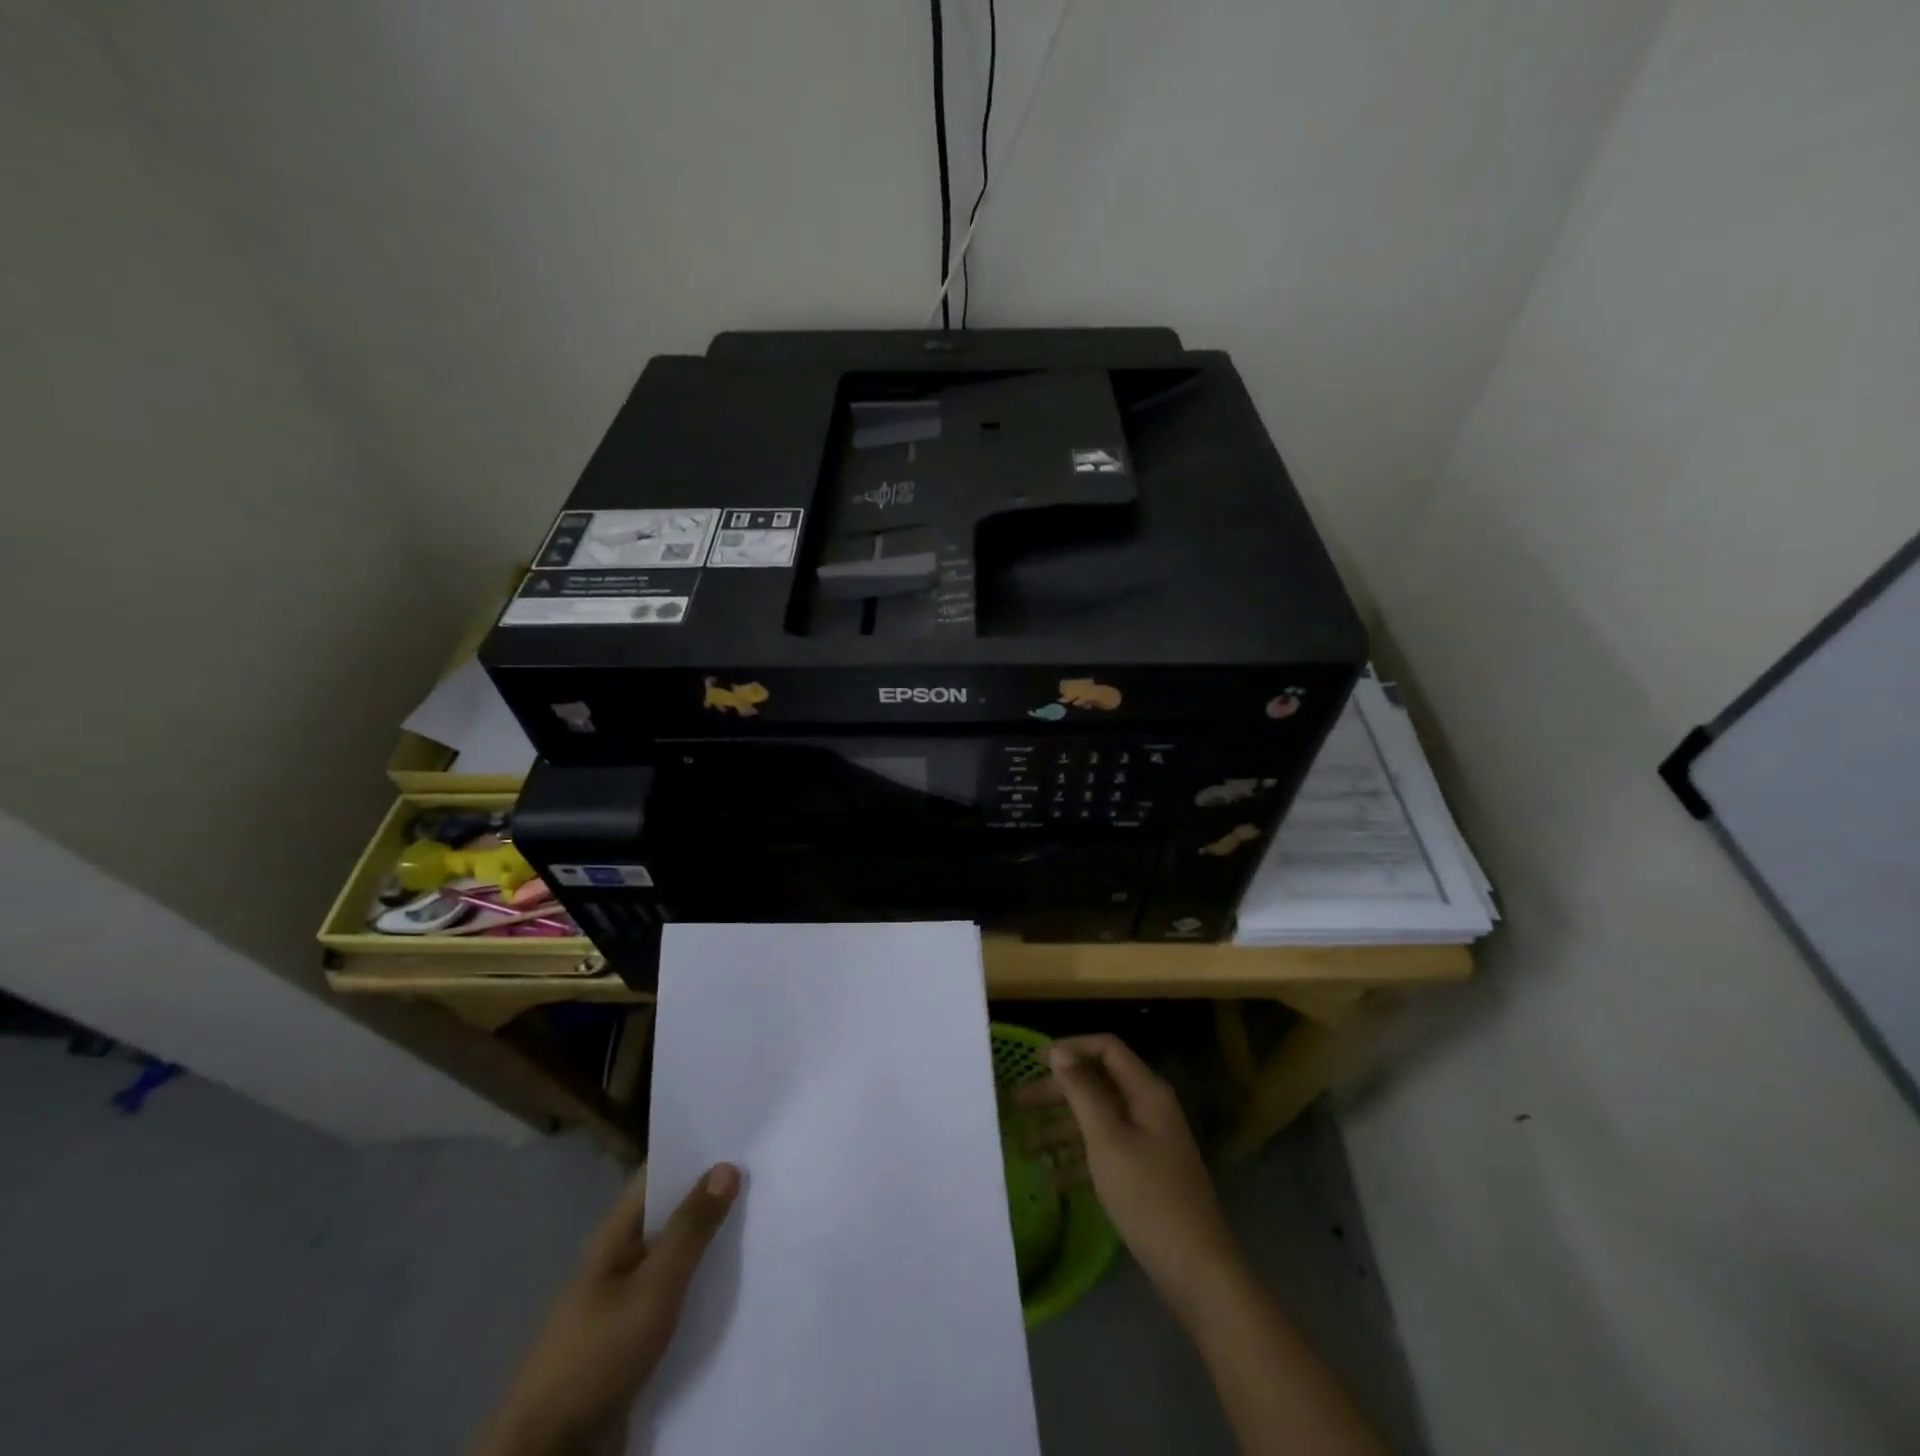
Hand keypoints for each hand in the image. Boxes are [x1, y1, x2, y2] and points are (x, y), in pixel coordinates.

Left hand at [473, 1163, 741, 1455]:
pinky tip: (742, 1281)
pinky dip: (706, 1283)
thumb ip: (690, 1230)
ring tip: (768, 1218)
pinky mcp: (638, 1336)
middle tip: (769, 1172)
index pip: (659, 1173)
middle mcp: (622, 1258)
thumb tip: (726, 1166)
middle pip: (672, 1212)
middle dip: (714, 1194)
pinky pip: (679, 1296)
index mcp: (616, 1234)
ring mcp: (628, 1298)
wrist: (553, 1451)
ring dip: (714, 1241)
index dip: (696, 1150)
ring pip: (679, 1256)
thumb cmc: (598, 1352)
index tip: (743, 1132)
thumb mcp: (652, 1289)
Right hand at [1016, 1035, 1242, 1314]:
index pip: (1107, 1049)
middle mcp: (1148, 1109)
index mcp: (1146, 1092)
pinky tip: (1051, 1180)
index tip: (1034, 1062)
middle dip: (1057, 1092)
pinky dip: (1078, 1161)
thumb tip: (1059, 1052)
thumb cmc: (1149, 1196)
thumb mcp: (1108, 1139)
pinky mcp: (1144, 1175)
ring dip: (1060, 1130)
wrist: (1197, 1270)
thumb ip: (1082, 1092)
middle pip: (1097, 1085)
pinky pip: (1104, 1153)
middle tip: (1017, 1103)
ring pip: (1097, 1121)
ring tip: (1023, 1147)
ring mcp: (1147, 1143)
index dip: (1071, 1049)